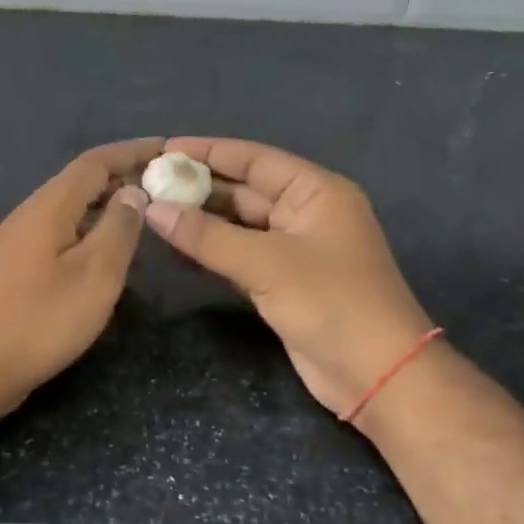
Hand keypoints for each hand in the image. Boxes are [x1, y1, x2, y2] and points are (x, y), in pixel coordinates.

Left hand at [0, 138, 161, 416]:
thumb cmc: (40, 319)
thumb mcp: (95, 274)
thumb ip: (118, 229)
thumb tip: (132, 193)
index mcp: (48, 206)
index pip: (94, 162)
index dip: (131, 152)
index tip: (167, 148)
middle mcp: (29, 215)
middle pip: (80, 183)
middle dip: (121, 178)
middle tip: (165, 186)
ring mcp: (17, 243)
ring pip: (69, 211)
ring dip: (105, 207)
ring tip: (144, 217)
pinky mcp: (15, 270)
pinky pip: (59, 236)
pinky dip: (88, 233)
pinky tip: (106, 255)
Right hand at [142, 137, 432, 416]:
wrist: (376, 373)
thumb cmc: (330, 302)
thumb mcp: (265, 263)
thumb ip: (206, 235)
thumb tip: (152, 209)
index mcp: (315, 192)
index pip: (254, 158)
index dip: (208, 152)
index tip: (163, 149)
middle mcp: (304, 213)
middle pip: (243, 190)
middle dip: (198, 188)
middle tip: (147, 184)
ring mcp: (293, 249)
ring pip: (238, 225)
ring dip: (200, 220)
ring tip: (150, 211)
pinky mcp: (282, 282)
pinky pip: (238, 255)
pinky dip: (209, 250)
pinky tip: (174, 247)